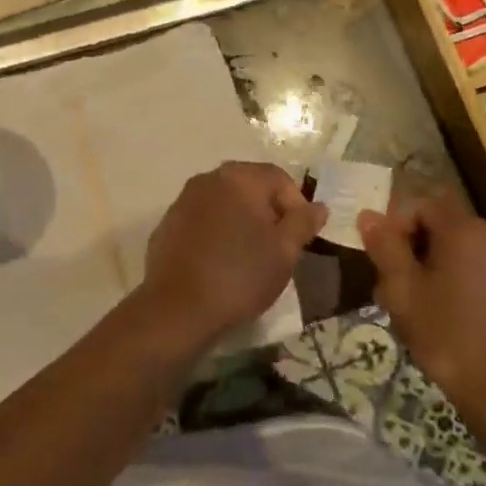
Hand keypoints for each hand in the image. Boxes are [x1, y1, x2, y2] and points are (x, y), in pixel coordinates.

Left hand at [136, 162, 326, 350]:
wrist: (176, 308)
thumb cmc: (240, 276)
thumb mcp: (284, 252)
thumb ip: (303, 223)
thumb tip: (318, 207)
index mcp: (239, 178)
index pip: (279, 178)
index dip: (297, 205)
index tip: (300, 238)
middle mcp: (209, 179)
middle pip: (250, 186)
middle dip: (269, 212)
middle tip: (278, 247)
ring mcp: (183, 199)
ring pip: (224, 202)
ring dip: (241, 221)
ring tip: (250, 256)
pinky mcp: (167, 223)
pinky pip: (202, 219)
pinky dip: (217, 231)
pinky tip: (220, 261)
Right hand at [357, 195, 485, 415]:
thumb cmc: (446, 335)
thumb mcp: (403, 291)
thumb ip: (385, 247)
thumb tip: (369, 215)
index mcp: (464, 231)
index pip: (422, 202)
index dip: (397, 222)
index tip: (385, 257)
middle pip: (443, 223)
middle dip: (413, 245)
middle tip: (394, 284)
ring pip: (461, 248)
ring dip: (434, 264)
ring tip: (417, 304)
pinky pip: (480, 268)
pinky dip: (459, 279)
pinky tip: (448, 315)